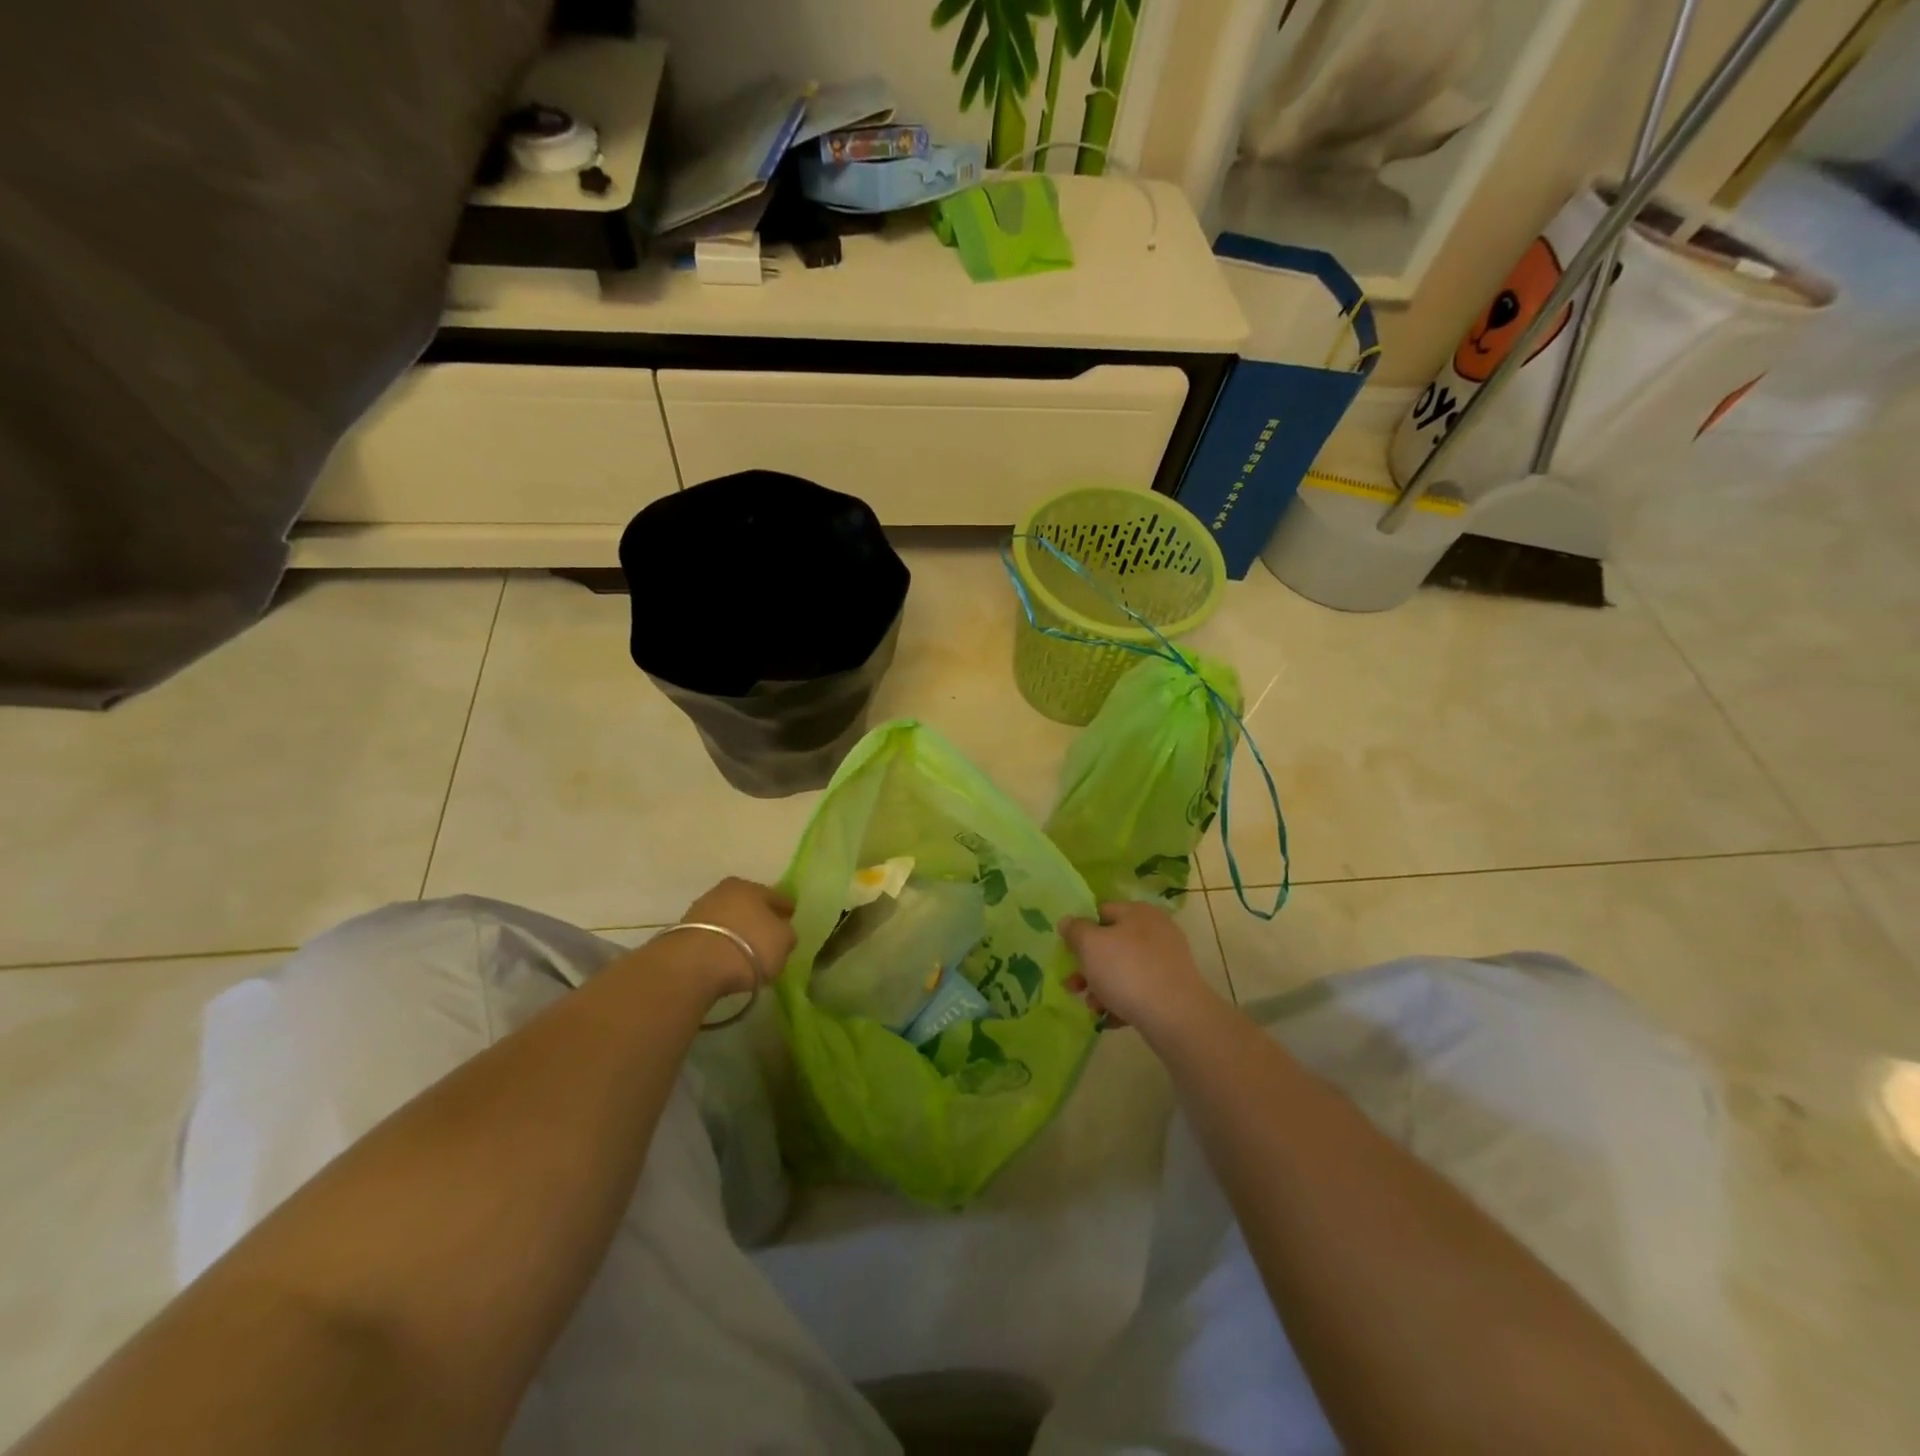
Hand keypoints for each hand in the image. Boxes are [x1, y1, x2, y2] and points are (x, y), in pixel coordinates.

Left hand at [676, 878, 795, 997]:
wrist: (694, 966)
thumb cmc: (749, 946)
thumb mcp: (783, 941)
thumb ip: (786, 934)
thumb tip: (781, 933)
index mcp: (751, 887)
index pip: (776, 896)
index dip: (786, 908)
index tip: (791, 918)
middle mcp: (724, 891)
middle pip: (748, 904)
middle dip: (758, 917)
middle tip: (768, 934)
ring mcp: (700, 911)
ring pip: (728, 919)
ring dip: (737, 931)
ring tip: (746, 950)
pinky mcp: (682, 934)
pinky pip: (712, 938)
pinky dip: (721, 945)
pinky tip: (727, 958)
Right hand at [1059, 901, 1223, 1035]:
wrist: (1175, 1016)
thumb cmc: (1127, 970)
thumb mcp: (1090, 944)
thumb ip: (1075, 930)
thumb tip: (1068, 921)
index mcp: (1137, 912)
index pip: (1102, 911)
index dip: (1081, 930)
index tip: (1068, 952)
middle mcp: (1155, 931)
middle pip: (1111, 944)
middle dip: (1088, 967)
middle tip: (1072, 986)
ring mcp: (1166, 961)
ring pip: (1123, 970)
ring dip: (1101, 987)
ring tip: (1092, 1008)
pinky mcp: (1172, 989)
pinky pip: (1139, 991)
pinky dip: (1122, 1002)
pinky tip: (1111, 1019)